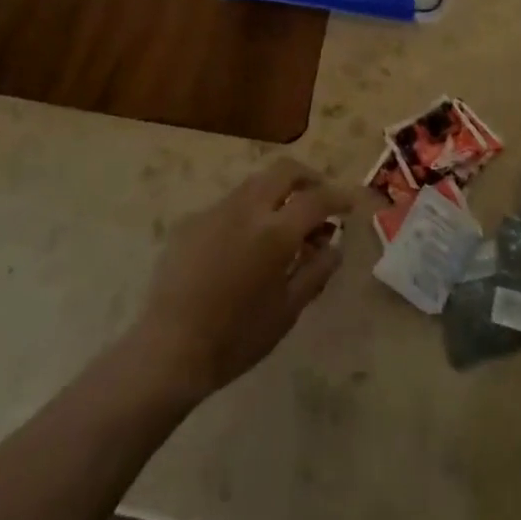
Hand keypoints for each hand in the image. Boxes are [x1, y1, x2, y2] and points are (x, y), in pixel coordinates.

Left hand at [129, 158, 355, 401]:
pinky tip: (244, 246)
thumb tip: (335, 245)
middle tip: (319, 200)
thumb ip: (316, 271)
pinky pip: (229, 205)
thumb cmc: (236, 337)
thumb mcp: (287, 311)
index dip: (339, 197)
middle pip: (284, 170)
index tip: (351, 204)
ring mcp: (215, 210)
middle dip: (308, 177)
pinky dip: (248, 213)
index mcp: (274, 232)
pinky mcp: (192, 220)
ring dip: (277, 193)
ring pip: (256, 183)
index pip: (317, 198)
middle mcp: (246, 208)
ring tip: (284, 224)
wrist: (169, 349)